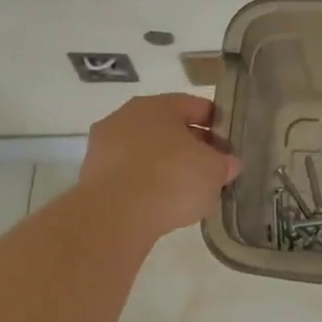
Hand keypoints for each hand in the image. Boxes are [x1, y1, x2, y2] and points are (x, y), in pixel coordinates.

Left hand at [77, 94, 242, 236]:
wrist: (116, 216)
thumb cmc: (172, 178)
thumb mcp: (214, 170)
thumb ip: (225, 163)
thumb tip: (228, 163)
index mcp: (157, 105)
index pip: (194, 106)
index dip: (216, 122)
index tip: (229, 142)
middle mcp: (125, 118)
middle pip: (168, 128)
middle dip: (191, 145)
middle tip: (212, 167)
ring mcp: (104, 147)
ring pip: (146, 151)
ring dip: (166, 165)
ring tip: (188, 190)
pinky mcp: (92, 177)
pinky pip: (129, 175)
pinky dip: (146, 184)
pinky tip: (162, 203)